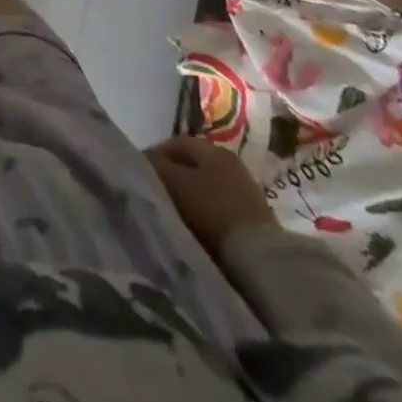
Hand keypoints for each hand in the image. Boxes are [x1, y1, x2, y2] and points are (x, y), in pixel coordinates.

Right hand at [145, 136, 277, 257]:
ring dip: (190, 196)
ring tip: (174, 213)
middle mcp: (230, 161)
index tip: (140, 174)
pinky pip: (220, 206)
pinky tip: (198, 227)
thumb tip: (144, 159)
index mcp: (211, 148)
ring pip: (206, 186)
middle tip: (156, 194)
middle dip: (173, 176)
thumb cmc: (212, 211)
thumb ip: (156, 166)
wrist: (261, 258)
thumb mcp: (175, 183)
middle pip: (192, 164)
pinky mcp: (255, 217)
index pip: (174, 143)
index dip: (154, 155)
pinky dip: (206, 212)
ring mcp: (246, 189)